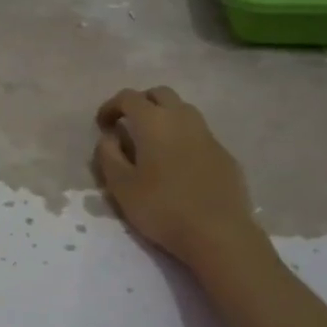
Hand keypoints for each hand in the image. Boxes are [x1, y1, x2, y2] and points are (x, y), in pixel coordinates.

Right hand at [94, 86, 263, 267]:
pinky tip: (178, 165)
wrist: (218, 232)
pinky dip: (183, 138)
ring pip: (183, 111)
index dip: (111, 106)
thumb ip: (108, 156)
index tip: (102, 125)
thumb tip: (109, 138)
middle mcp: (183, 118)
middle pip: (160, 94)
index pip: (128, 97)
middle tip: (128, 126)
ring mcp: (208, 134)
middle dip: (141, 103)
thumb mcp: (121, 186)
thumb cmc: (162, 208)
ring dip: (164, 117)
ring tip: (152, 144)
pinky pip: (198, 134)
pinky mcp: (224, 153)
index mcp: (154, 121)